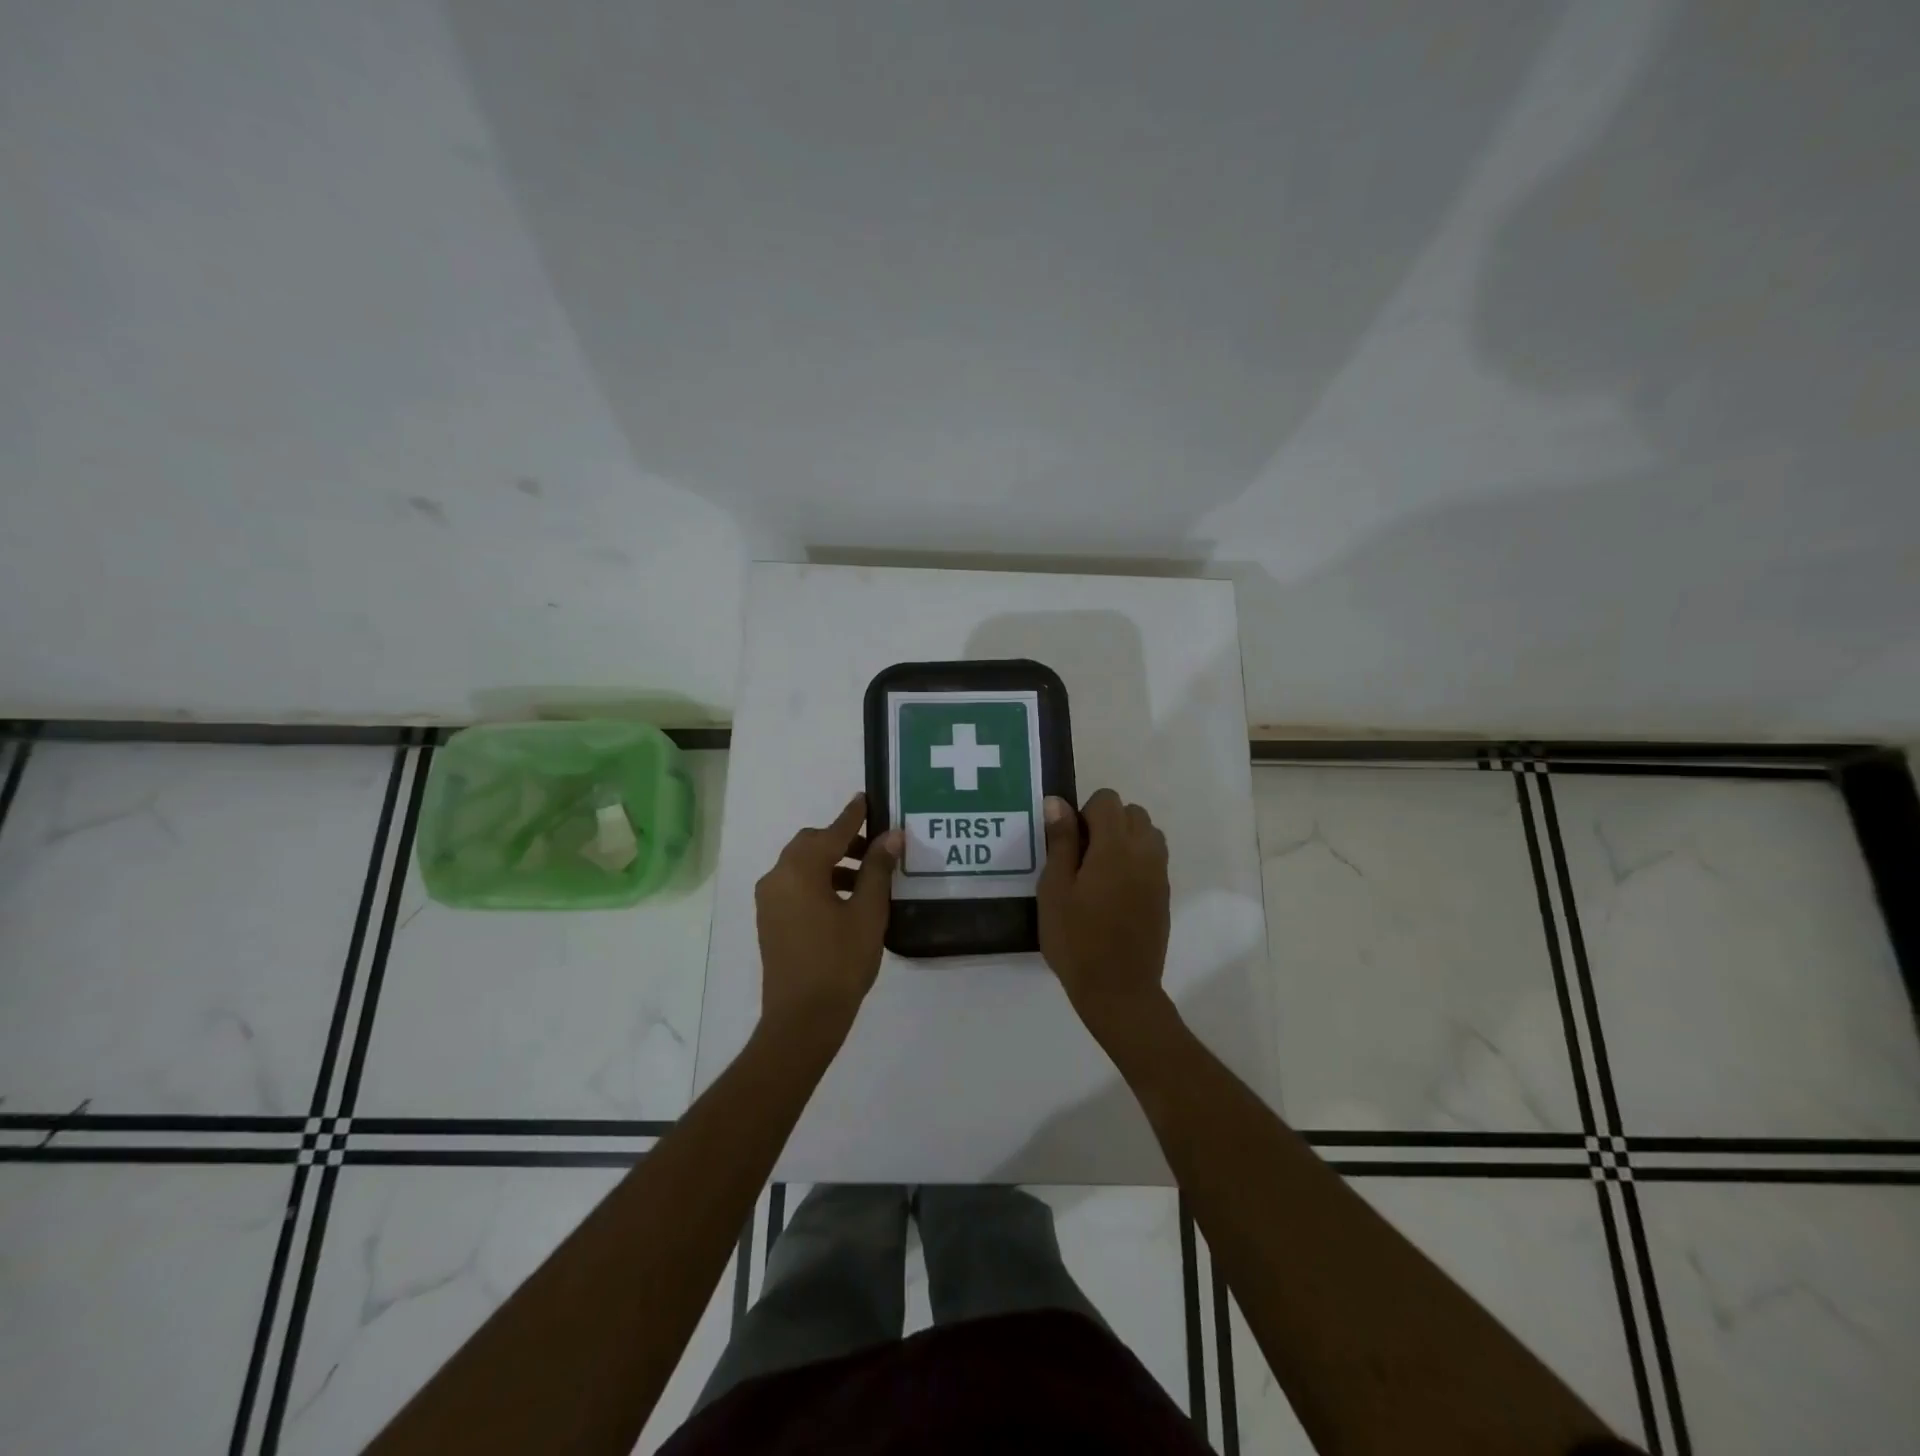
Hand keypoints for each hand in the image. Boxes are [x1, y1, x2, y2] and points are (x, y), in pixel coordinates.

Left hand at [755, 793, 901, 1042]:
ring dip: (832, 863)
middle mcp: (777, 877)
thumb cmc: (840, 961)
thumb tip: (891, 836)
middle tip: (875, 849)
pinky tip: (845, 900)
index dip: (853, 816)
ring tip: (866, 878)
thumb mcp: (867, 912)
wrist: (802, 1019)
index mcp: (800, 870)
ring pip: (802, 866)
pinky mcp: (770, 920)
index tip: (868, 799)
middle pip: (811, 845)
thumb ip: (877, 869)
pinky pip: (795, 886)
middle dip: (842, 841)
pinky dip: (818, 881)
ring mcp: (769, 900)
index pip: (832, 831)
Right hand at [1037, 789, 1171, 1034]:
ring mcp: (1159, 874)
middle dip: (1107, 822)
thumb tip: (1058, 802)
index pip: (1108, 800)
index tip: (1069, 843)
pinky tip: (1114, 891)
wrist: (1118, 989)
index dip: (1085, 812)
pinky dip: (1136, 859)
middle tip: (1082, 856)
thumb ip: (1060, 841)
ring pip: (1148, 833)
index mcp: (1115, 847)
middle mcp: (1144, 852)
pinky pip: (1154, 858)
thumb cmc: (1076, 939)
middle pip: (1132, 812)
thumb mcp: (1055, 889)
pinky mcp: (1164, 894)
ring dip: (1125, 838)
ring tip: (1100, 871)